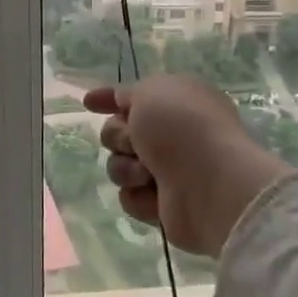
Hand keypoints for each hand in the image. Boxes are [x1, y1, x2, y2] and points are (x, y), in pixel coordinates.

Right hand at [84, 76, 296, 257]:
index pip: (133, 97)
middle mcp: (174, 135)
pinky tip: (155, 196)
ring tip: (146, 174)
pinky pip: (130, 197)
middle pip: (119, 132)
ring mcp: (170, 171)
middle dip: (117, 136)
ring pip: (119, 166)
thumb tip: (122, 100)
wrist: (209, 183)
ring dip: (126, 168)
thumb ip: (128, 93)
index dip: (108, 99)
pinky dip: (138, 196)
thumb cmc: (181, 128)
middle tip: (133, 142)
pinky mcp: (164, 205)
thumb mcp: (150, 92)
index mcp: (177, 102)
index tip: (88, 104)